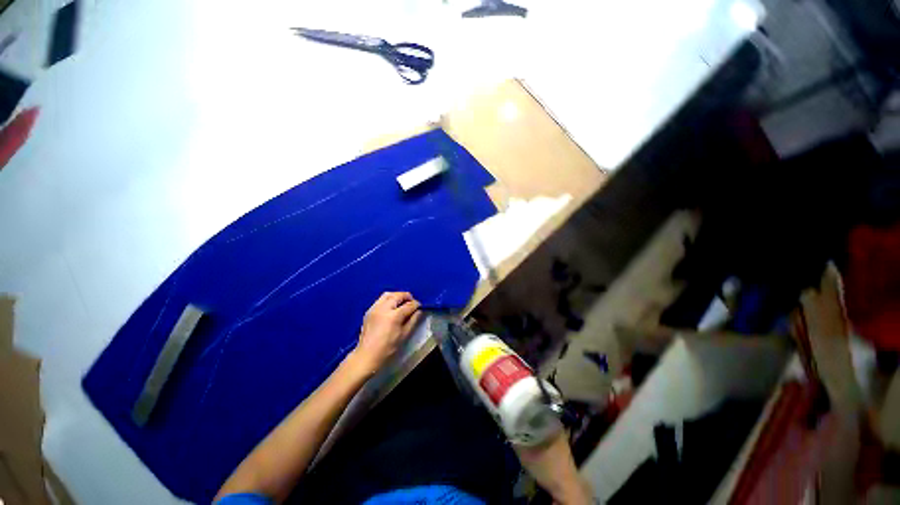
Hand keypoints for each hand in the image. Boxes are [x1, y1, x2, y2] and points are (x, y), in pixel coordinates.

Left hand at [349, 292, 421, 375]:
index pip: (408, 305)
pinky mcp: (369, 311)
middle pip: (397, 295)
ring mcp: (374, 308)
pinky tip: (391, 307)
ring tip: (401, 302)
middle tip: (411, 302)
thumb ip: (413, 321)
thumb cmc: (388, 348)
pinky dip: (388, 300)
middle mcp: (383, 308)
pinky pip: (380, 300)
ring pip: (387, 294)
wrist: (367, 355)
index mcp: (393, 316)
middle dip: (407, 296)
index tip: (419, 307)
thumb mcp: (404, 335)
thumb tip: (419, 311)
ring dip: (396, 296)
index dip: (416, 305)